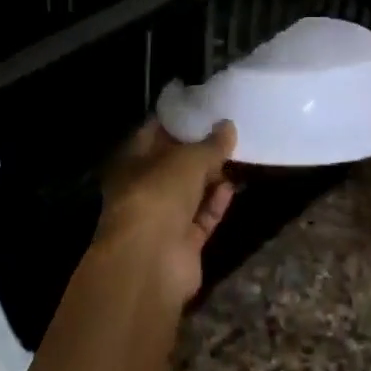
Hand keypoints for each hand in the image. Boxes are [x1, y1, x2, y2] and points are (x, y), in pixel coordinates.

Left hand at [92, 120, 236, 308]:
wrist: (150, 261)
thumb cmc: (159, 195)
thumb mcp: (188, 160)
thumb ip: (210, 144)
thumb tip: (228, 126)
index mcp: (132, 162)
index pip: (153, 133)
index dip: (177, 121)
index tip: (204, 109)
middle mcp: (144, 188)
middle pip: (174, 164)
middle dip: (199, 151)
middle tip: (228, 132)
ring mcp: (162, 217)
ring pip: (190, 192)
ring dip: (212, 178)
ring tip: (238, 156)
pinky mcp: (182, 242)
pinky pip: (202, 217)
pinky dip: (216, 203)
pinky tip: (234, 187)